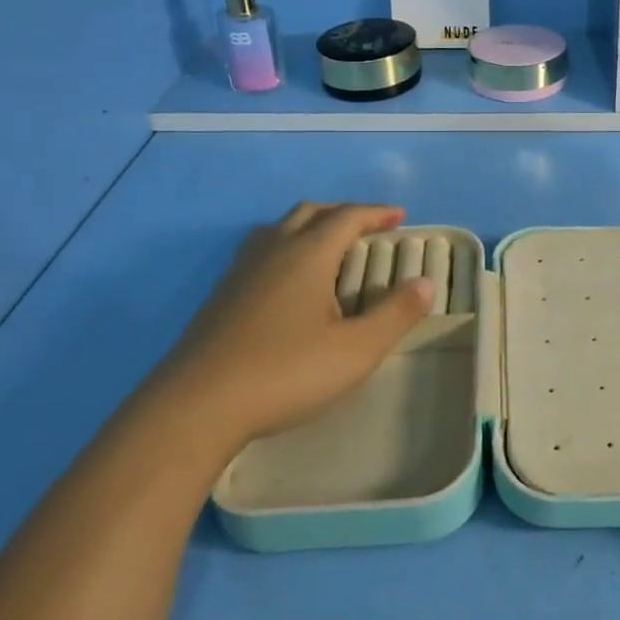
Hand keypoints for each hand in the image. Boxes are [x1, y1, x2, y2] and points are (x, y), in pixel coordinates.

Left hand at [154, 203, 432, 453]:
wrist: (195, 406)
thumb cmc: (284, 373)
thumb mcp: (355, 351)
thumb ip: (395, 314)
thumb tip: (424, 282)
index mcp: (308, 254)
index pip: (348, 217)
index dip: (376, 213)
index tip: (399, 216)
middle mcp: (273, 250)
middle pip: (311, 212)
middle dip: (343, 213)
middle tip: (367, 227)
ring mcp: (241, 271)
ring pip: (279, 227)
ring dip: (310, 225)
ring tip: (327, 246)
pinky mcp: (221, 295)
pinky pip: (260, 250)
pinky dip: (286, 247)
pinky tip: (287, 281)